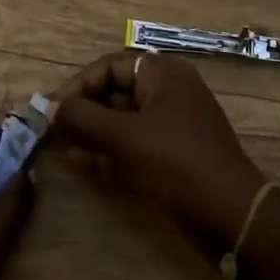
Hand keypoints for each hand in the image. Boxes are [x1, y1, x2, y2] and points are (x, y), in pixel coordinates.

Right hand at [51, 53, 265, 248]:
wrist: (230, 212)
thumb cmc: (175, 162)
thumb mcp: (124, 137)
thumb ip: (83, 118)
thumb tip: (50, 107)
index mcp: (162, 73)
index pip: (109, 67)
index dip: (77, 86)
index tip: (51, 109)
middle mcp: (168, 90)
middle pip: (114, 92)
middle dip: (83, 111)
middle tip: (52, 130)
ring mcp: (172, 123)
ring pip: (122, 120)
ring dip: (92, 132)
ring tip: (61, 148)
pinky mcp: (173, 152)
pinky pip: (134, 142)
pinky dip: (109, 150)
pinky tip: (81, 162)